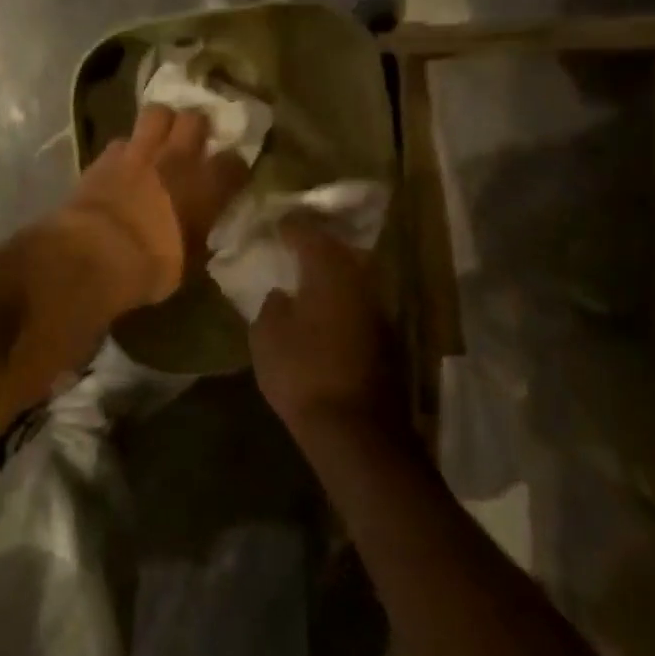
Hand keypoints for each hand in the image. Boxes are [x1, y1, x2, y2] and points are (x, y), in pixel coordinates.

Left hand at [50, 104, 249, 315]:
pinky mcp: (106, 156)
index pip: (233, 163)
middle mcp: (176, 159)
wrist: (95, 254)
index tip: (230, 175)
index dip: (234, 167)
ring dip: (161, 123)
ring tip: (159, 137)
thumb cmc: (150, 267)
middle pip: (195, 119)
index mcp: (205, 187)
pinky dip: (126, 148)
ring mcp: (139, 152)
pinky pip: (122, 140)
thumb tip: (201, 234)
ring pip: (157, 113)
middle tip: (193, 139)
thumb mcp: (188, 263)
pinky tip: (124, 161)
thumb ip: (198, 238)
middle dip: (196, 126)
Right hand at [251, 221, 397, 436]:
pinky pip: (359, 305)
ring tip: (308, 276)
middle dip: (318, 245)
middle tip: (295, 244)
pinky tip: (325, 311)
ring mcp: (378, 312)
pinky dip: (342, 300)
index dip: (291, 227)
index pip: (309, 235)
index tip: (277, 223)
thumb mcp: (267, 338)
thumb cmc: (303, 374)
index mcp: (329, 273)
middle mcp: (360, 283)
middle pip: (339, 252)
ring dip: (332, 274)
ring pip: (353, 279)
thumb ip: (272, 307)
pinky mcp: (387, 340)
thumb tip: (283, 295)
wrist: (355, 431)